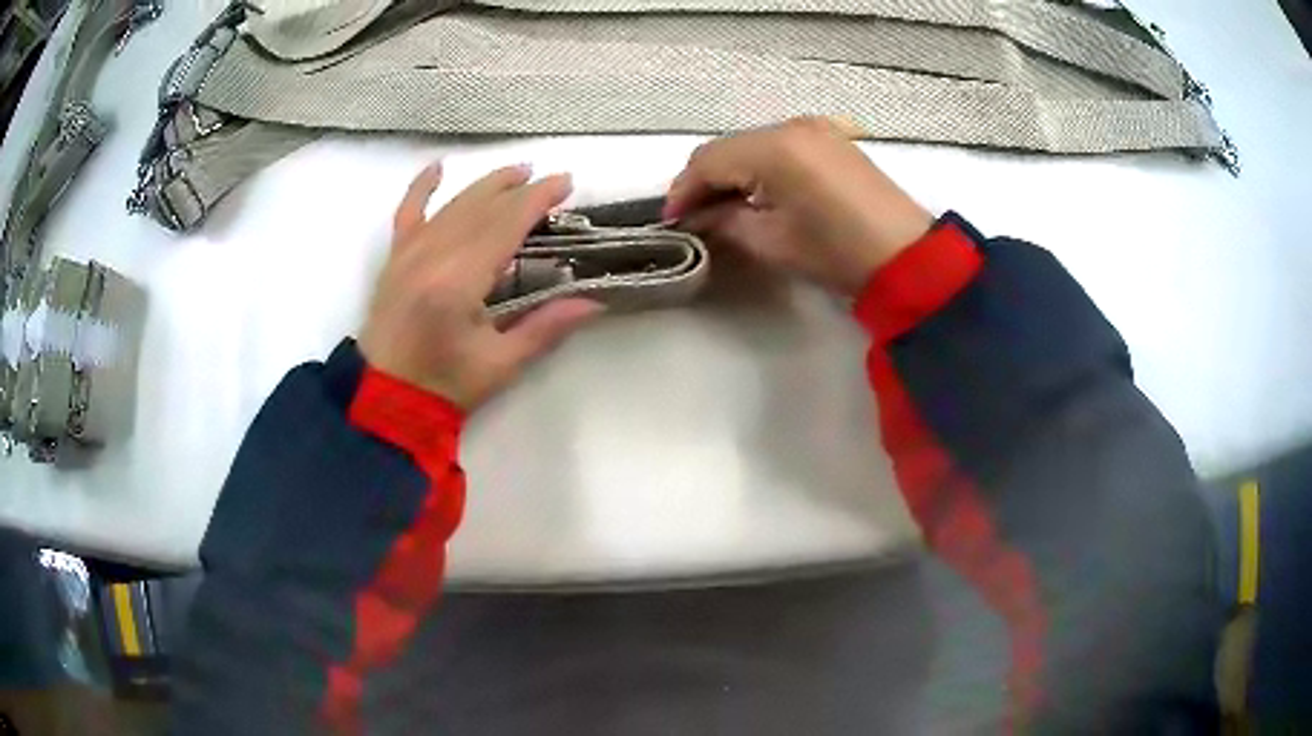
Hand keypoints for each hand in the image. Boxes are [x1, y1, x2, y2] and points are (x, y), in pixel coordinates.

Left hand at [359, 163, 602, 410]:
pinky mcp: (394, 259)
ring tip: (515, 173)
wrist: (385, 401)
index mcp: (459, 280)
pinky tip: (437, 168)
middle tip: (549, 181)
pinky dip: (421, 188)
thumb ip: (545, 328)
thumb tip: (593, 302)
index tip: (565, 183)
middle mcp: (432, 255)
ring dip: (486, 185)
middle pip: (482, 207)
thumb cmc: (445, 386)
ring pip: (453, 205)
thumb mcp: (500, 364)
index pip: (505, 223)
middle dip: (518, 189)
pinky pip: (407, 213)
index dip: (537, 199)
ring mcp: (409, 253)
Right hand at [664, 117, 934, 294]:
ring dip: (732, 172)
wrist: (907, 256)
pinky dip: (760, 166)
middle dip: (705, 180)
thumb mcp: (772, 242)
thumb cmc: (837, 252)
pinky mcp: (832, 139)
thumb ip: (726, 223)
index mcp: (773, 149)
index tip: (672, 220)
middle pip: (728, 147)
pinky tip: (758, 192)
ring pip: (753, 144)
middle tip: (694, 216)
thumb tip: (699, 219)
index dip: (683, 190)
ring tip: (723, 207)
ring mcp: (815, 129)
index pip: (708, 161)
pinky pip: (780, 145)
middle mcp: (791, 127)